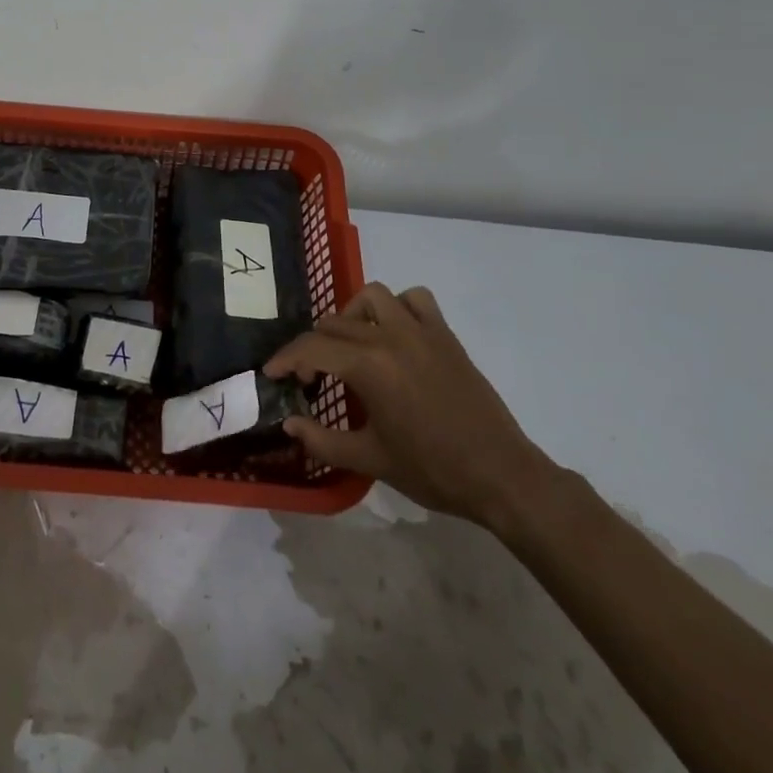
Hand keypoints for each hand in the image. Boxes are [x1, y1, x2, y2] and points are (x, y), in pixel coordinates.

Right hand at [265, 282, 555, 530]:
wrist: (500, 475)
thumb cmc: (432, 470)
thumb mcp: (370, 460)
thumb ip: (322, 440)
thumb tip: (289, 422)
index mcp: (369, 366)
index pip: (311, 348)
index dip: (285, 359)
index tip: (271, 373)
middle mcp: (390, 337)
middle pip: (335, 324)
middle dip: (313, 346)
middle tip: (311, 377)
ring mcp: (421, 331)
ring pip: (373, 297)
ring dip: (352, 315)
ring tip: (350, 345)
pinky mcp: (445, 335)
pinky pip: (416, 299)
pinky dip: (398, 307)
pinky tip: (394, 333)